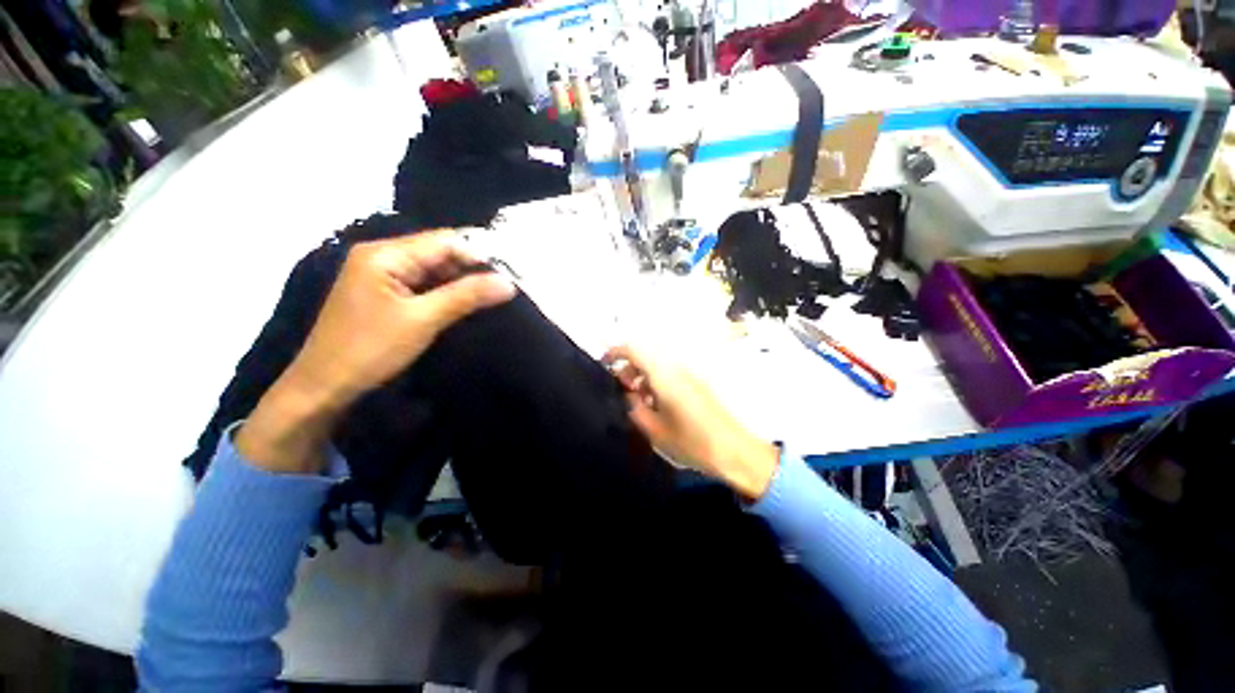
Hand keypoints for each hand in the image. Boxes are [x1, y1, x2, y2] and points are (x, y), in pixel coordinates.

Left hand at [237, 231, 515, 473]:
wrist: (324, 386)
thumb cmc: (370, 349)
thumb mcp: (423, 320)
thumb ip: (467, 296)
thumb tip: (509, 283)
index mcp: (385, 254)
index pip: (444, 241)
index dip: (478, 256)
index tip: (507, 277)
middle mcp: (382, 256)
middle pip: (438, 253)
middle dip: (471, 269)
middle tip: (502, 289)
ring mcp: (381, 275)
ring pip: (433, 270)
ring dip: (460, 283)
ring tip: (490, 298)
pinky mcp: (384, 293)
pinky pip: (423, 285)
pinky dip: (445, 293)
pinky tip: (463, 305)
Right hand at [603, 345, 778, 500]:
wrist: (735, 450)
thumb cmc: (692, 442)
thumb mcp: (654, 430)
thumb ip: (635, 408)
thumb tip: (628, 395)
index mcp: (664, 375)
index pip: (634, 349)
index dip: (616, 351)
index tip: (604, 363)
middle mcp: (676, 368)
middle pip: (646, 355)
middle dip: (629, 368)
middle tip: (623, 391)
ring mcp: (689, 374)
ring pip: (658, 365)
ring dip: (643, 376)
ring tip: (639, 401)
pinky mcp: (697, 383)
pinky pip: (670, 373)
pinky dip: (657, 382)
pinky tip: (657, 405)